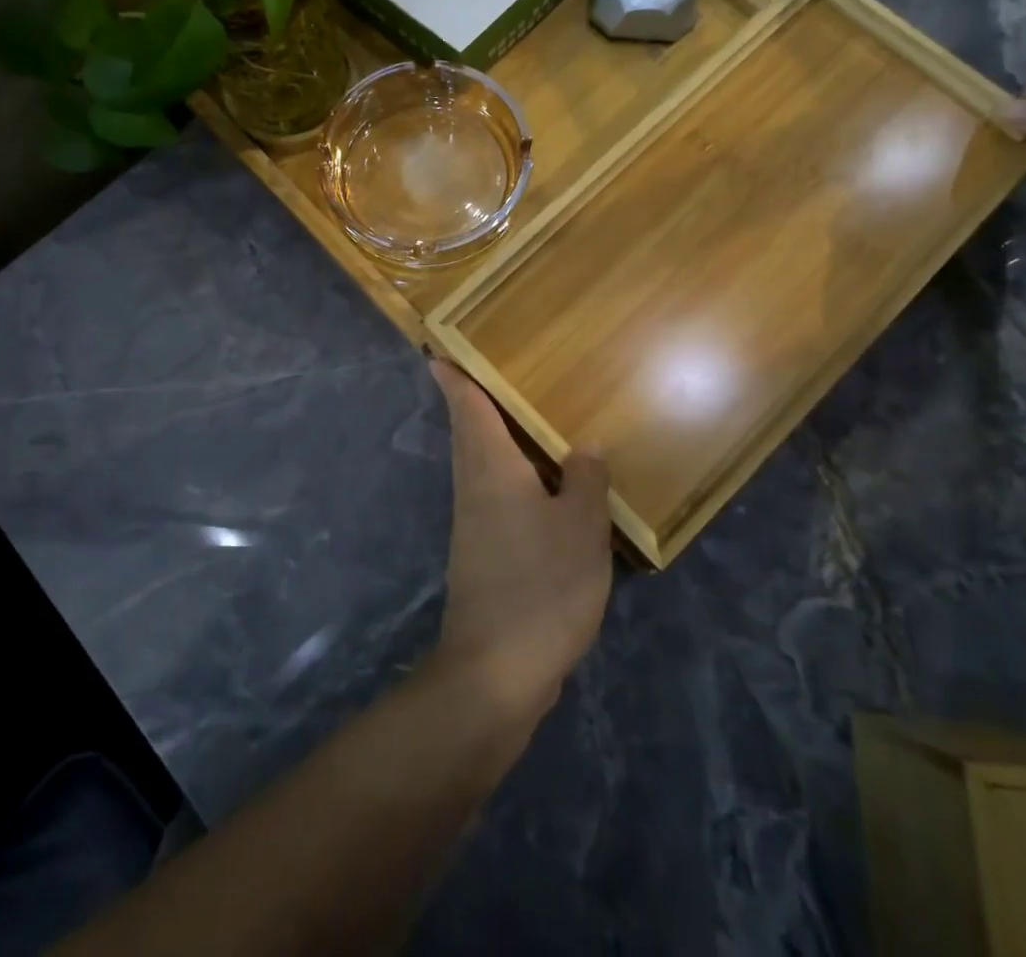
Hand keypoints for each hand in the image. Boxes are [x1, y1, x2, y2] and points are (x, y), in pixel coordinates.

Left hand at [427, 360, 611, 722]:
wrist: (496, 670)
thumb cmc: (541, 586)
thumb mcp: (582, 529)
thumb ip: (585, 480)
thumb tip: (584, 446)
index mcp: (492, 470)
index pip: (469, 411)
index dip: (456, 381)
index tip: (440, 356)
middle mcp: (474, 489)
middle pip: (468, 435)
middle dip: (470, 405)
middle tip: (486, 378)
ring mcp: (473, 525)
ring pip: (478, 466)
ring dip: (490, 440)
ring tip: (518, 424)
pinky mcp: (481, 555)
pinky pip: (491, 496)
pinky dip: (507, 478)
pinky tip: (536, 490)